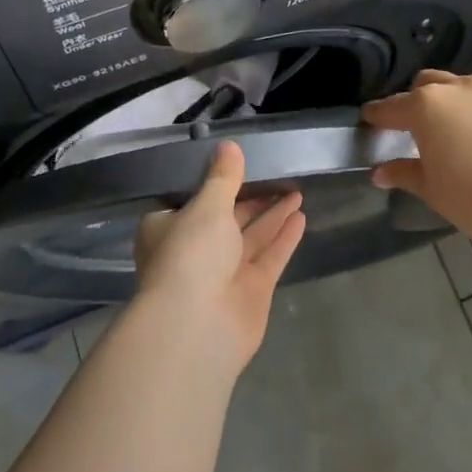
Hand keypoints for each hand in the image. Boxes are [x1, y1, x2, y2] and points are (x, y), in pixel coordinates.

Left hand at [133, 141, 306, 370]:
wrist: (197, 325)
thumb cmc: (190, 254)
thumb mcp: (206, 206)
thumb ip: (223, 178)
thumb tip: (229, 146)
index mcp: (169, 229)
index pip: (194, 201)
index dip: (218, 184)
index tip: (242, 165)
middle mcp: (195, 251)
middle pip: (227, 218)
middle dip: (252, 199)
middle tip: (280, 175)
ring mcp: (224, 274)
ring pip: (251, 237)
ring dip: (273, 215)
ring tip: (297, 190)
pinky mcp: (251, 291)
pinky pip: (269, 257)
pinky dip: (283, 238)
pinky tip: (301, 216)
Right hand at [361, 70, 471, 251]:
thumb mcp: (432, 190)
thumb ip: (404, 174)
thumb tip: (380, 172)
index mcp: (426, 106)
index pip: (389, 107)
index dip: (374, 116)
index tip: (366, 123)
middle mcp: (456, 90)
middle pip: (424, 85)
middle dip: (411, 102)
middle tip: (407, 130)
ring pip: (456, 89)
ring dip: (444, 104)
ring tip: (444, 134)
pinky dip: (471, 113)